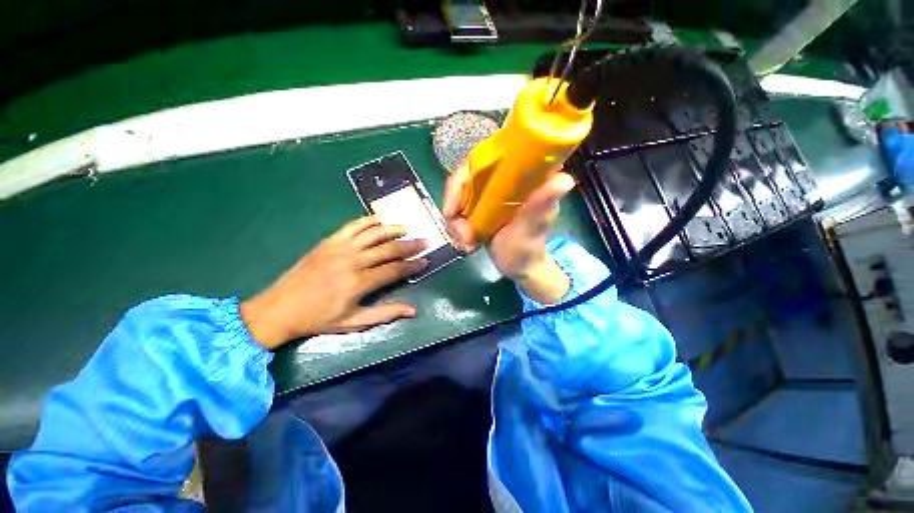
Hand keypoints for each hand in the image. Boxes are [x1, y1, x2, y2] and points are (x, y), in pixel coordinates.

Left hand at [240, 216, 427, 348]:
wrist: (279, 309)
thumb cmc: (318, 319)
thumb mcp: (353, 322)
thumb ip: (385, 313)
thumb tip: (413, 310)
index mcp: (359, 283)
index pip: (394, 269)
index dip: (412, 265)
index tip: (425, 260)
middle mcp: (352, 261)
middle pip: (388, 249)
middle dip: (409, 245)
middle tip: (424, 241)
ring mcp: (339, 249)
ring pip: (373, 233)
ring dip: (392, 229)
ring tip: (407, 227)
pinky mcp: (328, 242)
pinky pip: (352, 226)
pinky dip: (367, 221)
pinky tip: (378, 220)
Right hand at [442, 163, 575, 302]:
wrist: (518, 267)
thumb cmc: (528, 249)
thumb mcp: (532, 228)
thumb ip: (540, 206)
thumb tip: (564, 179)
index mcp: (521, 176)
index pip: (487, 157)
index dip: (463, 176)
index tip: (453, 207)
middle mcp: (502, 179)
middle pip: (465, 178)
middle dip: (455, 207)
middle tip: (460, 234)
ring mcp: (488, 193)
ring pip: (457, 196)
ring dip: (455, 222)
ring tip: (466, 244)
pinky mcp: (480, 206)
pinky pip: (457, 209)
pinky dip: (455, 226)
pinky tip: (465, 243)